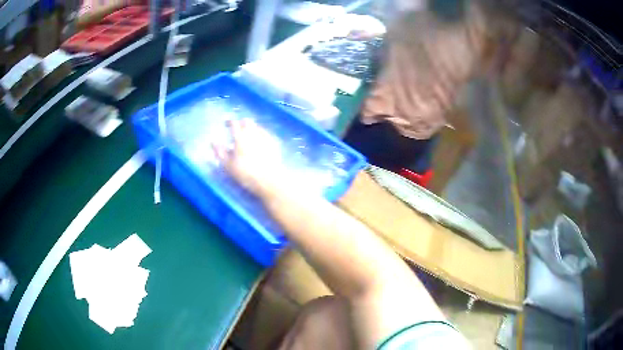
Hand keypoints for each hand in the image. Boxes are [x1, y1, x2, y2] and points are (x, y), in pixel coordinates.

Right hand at [212, 119, 285, 197]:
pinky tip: (260, 140)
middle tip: (237, 128)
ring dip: (251, 127)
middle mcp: (253, 133)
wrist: (270, 180)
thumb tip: (213, 141)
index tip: (226, 123)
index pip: (234, 123)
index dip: (229, 122)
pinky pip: (266, 133)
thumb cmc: (246, 173)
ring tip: (248, 134)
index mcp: (240, 137)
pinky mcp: (274, 143)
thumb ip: (220, 152)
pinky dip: (261, 134)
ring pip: (257, 126)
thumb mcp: (228, 165)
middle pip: (247, 122)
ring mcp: (265, 137)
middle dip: (241, 122)